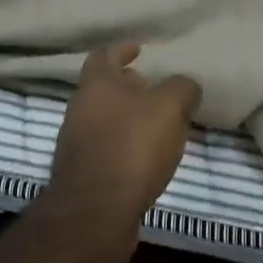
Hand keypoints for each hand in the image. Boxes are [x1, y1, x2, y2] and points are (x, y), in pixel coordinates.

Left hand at [44, 43, 201, 250]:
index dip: (123, 50)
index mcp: (96, 84)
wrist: (96, 212)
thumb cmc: (132, 147)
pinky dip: (125, 146)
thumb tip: (186, 85)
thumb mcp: (169, 107)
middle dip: (128, 86)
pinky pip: (106, 149)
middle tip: (154, 88)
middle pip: (104, 89)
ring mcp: (76, 143)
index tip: (139, 50)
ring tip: (158, 125)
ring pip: (105, 119)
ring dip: (128, 118)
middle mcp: (80, 108)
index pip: (105, 55)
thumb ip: (181, 88)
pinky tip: (146, 157)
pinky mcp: (82, 174)